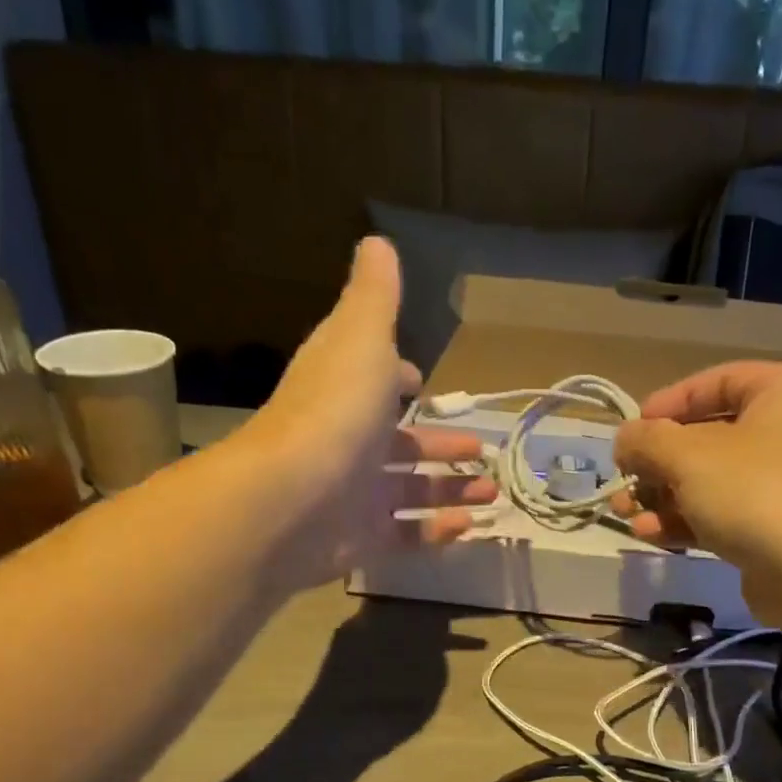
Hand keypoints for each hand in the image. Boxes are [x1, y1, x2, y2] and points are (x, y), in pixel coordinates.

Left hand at [243, 237, 496, 584]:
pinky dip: (437, 530)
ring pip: (411, 491)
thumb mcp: (361, 338)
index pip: (375, 380)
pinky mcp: (362, 539)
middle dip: (442, 445)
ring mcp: (354, 495)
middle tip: (482, 450)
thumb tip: (377, 242)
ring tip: (492, 491)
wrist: (288, 502)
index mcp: (348, 390)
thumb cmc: (333, 412)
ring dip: (452, 488)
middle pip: (401, 444)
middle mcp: (349, 441)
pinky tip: (470, 525)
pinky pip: (407, 534)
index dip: (398, 379)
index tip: (421, 382)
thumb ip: (375, 297)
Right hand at [612, 362, 781, 628]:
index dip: (667, 403)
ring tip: (623, 512)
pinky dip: (684, 521)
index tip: (632, 431)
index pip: (715, 382)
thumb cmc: (756, 492)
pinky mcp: (774, 529)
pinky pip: (721, 514)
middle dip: (657, 462)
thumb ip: (647, 440)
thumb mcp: (689, 456)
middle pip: (707, 437)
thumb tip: (624, 438)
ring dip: (662, 496)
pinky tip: (649, 534)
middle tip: (622, 479)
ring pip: (709, 481)